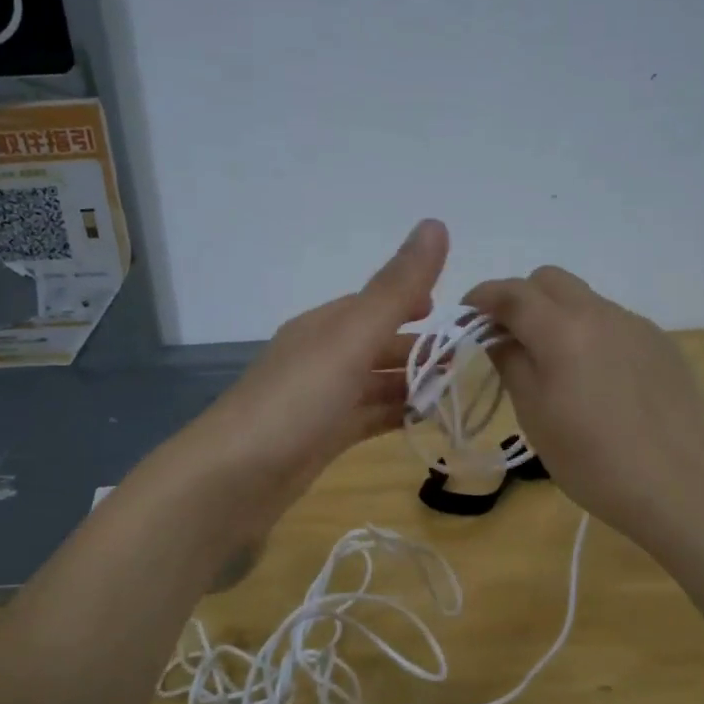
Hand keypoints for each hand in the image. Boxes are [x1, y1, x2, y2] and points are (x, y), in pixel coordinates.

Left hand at [187, 219, 449, 518]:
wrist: (233, 479)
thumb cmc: (296, 401)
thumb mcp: (351, 338)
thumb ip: (396, 289)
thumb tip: (436, 223)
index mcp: (325, 327)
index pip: (375, 303)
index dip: (413, 301)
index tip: (455, 312)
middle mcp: (321, 358)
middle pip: (378, 345)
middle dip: (421, 349)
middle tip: (470, 361)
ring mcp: (320, 402)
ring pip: (375, 384)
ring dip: (412, 385)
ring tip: (459, 393)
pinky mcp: (321, 440)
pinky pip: (367, 420)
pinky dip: (395, 417)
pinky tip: (424, 423)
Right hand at [464, 266, 703, 549]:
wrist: (683, 486)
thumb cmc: (594, 460)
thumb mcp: (535, 416)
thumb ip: (511, 364)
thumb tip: (497, 336)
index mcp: (562, 329)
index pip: (511, 292)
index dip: (482, 298)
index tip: (467, 316)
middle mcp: (600, 313)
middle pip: (549, 280)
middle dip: (520, 298)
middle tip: (508, 339)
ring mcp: (636, 325)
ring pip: (584, 300)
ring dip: (557, 317)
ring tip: (555, 366)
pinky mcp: (661, 344)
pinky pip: (613, 323)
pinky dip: (590, 334)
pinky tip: (598, 381)